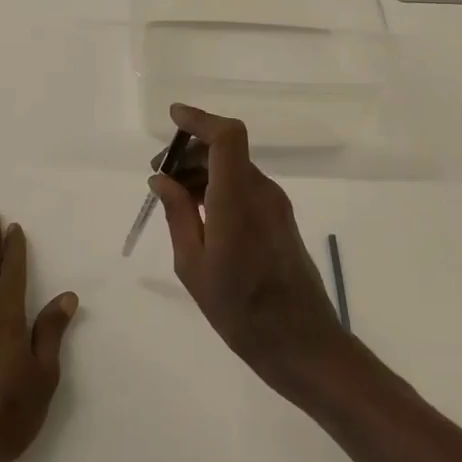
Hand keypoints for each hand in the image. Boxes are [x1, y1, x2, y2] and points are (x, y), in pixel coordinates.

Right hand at [149, 104, 347, 393]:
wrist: (302, 343)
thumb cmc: (239, 310)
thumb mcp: (193, 265)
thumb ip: (177, 214)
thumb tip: (161, 178)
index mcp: (237, 200)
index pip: (227, 137)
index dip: (200, 119)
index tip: (173, 118)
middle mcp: (261, 192)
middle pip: (227, 149)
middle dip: (191, 151)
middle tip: (160, 176)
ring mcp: (276, 204)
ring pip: (235, 168)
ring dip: (204, 171)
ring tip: (174, 199)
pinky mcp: (281, 219)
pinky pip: (245, 187)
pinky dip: (219, 187)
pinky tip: (200, 215)